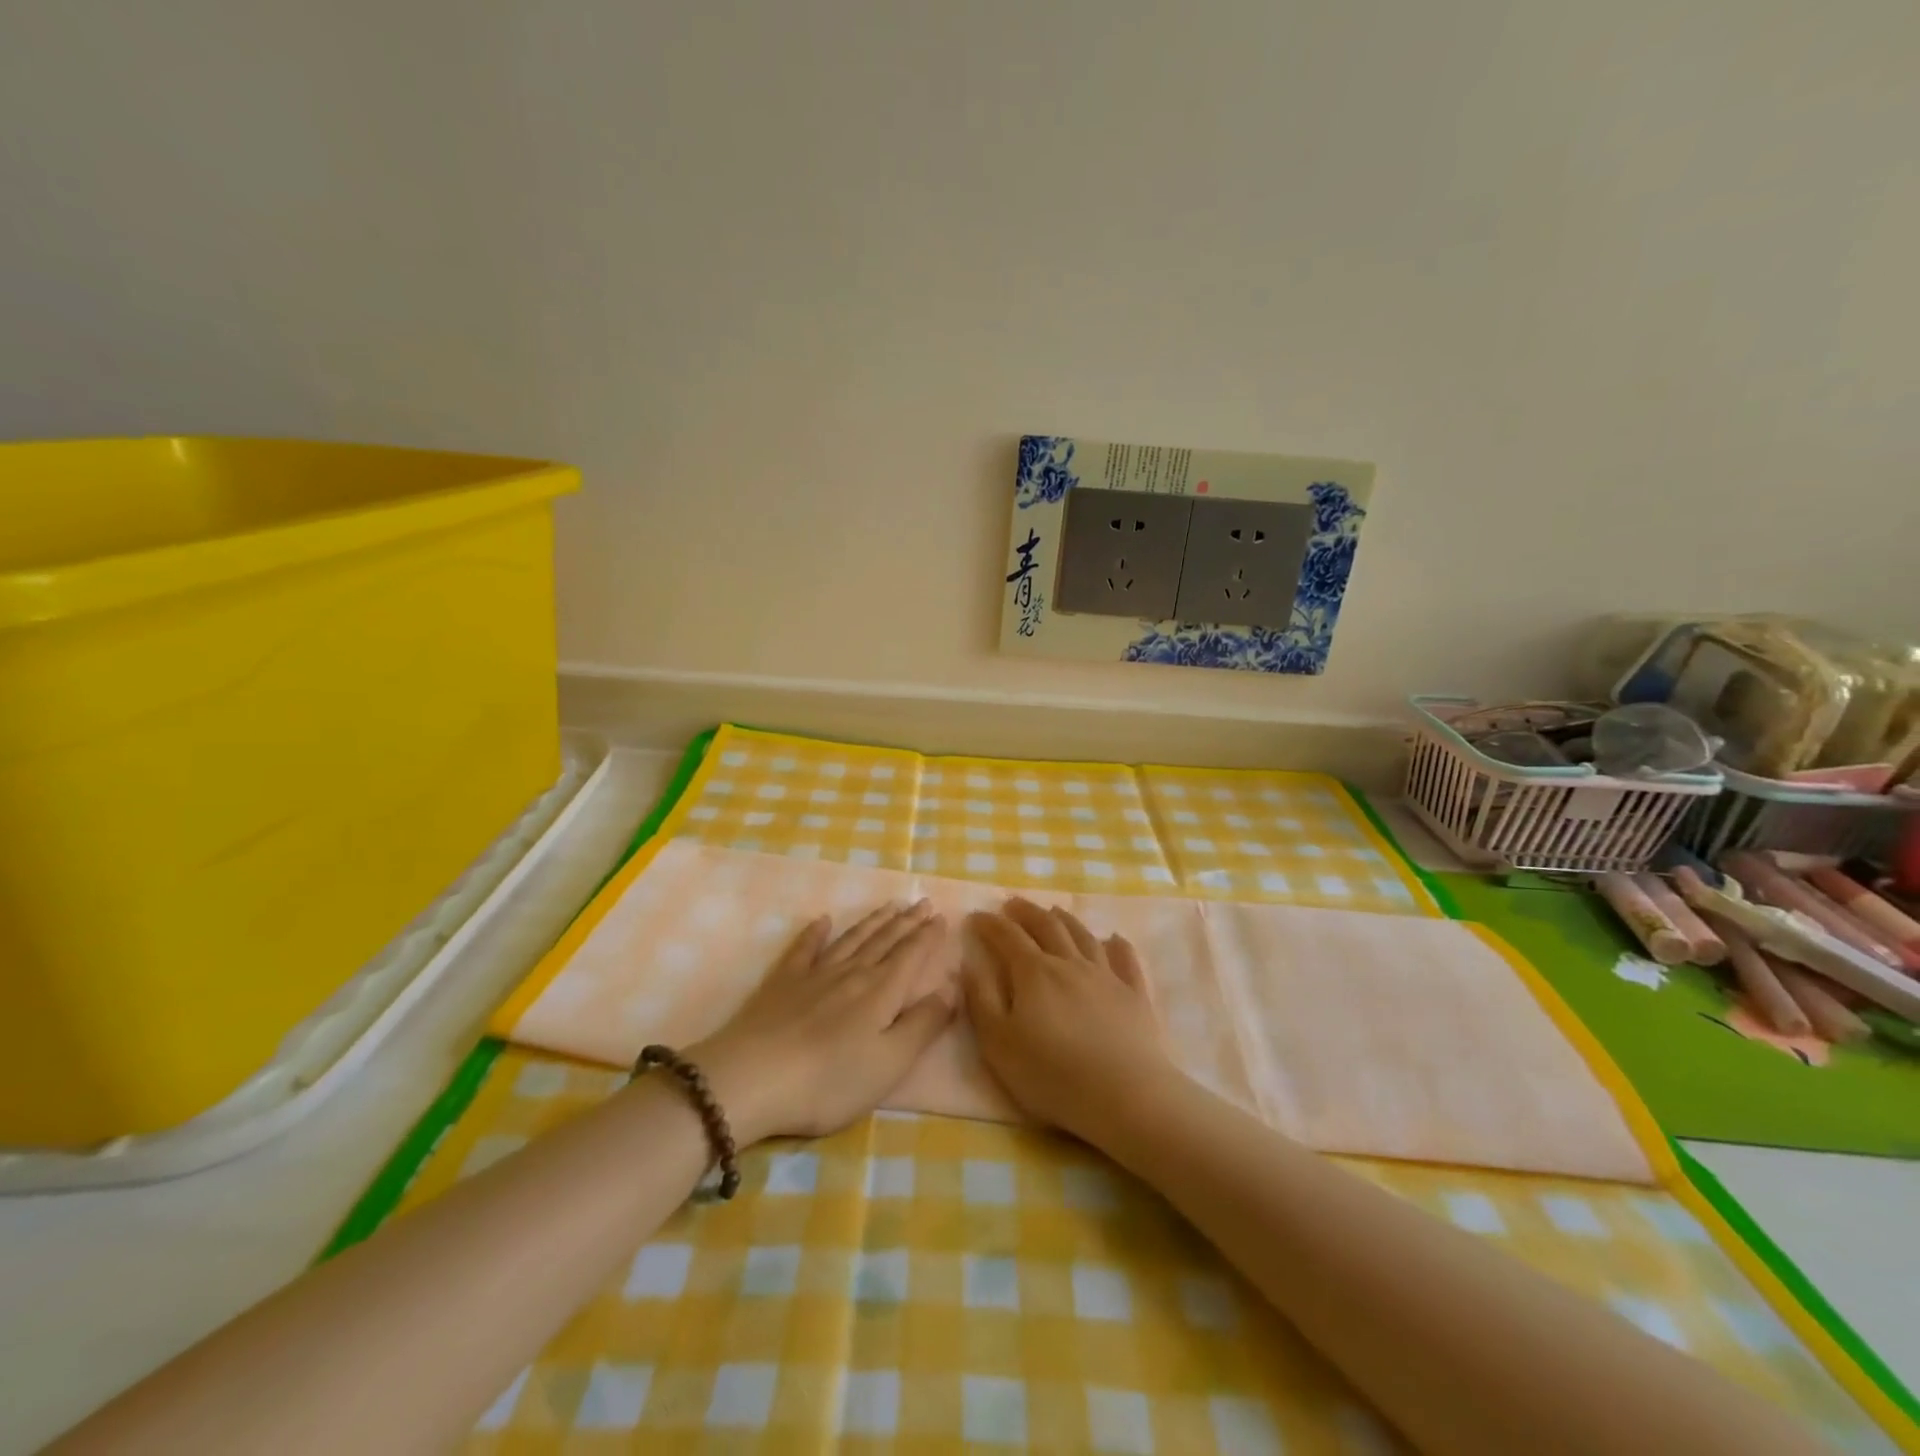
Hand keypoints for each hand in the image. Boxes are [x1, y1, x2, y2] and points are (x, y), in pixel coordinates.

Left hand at [689, 900, 955, 1143]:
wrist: (751, 1079)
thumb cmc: (829, 1081)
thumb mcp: (889, 1063)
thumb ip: (923, 1025)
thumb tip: (951, 988)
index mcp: (881, 992)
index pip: (911, 955)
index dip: (928, 936)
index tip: (941, 917)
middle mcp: (852, 973)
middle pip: (885, 941)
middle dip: (907, 922)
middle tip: (922, 902)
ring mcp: (815, 974)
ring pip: (852, 939)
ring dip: (873, 922)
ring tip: (890, 906)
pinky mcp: (783, 983)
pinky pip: (804, 949)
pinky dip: (815, 933)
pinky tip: (822, 921)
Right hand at [964, 898, 1174, 1145]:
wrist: (1125, 1096)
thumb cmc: (1052, 1075)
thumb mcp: (999, 1043)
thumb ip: (982, 999)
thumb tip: (969, 964)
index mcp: (1034, 973)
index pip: (1008, 937)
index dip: (990, 924)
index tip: (977, 916)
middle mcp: (1070, 963)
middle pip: (1047, 926)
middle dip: (1026, 912)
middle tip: (1013, 903)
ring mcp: (1107, 976)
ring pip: (1084, 936)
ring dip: (1066, 920)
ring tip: (1054, 911)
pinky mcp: (1135, 995)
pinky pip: (1126, 960)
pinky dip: (1118, 945)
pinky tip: (1114, 939)